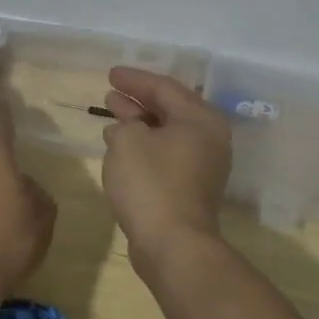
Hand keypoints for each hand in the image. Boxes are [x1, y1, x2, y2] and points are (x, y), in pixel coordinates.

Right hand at [101, 67, 231, 274]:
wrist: (172, 244)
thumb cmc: (151, 183)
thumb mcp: (128, 140)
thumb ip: (126, 123)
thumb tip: (128, 128)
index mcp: (200, 119)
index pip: (165, 87)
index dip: (135, 79)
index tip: (110, 74)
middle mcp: (208, 138)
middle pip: (169, 109)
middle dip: (138, 100)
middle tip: (111, 92)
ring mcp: (202, 165)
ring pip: (167, 133)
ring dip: (139, 123)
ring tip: (112, 115)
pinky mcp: (190, 188)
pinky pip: (165, 154)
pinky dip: (144, 146)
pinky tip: (121, 146)